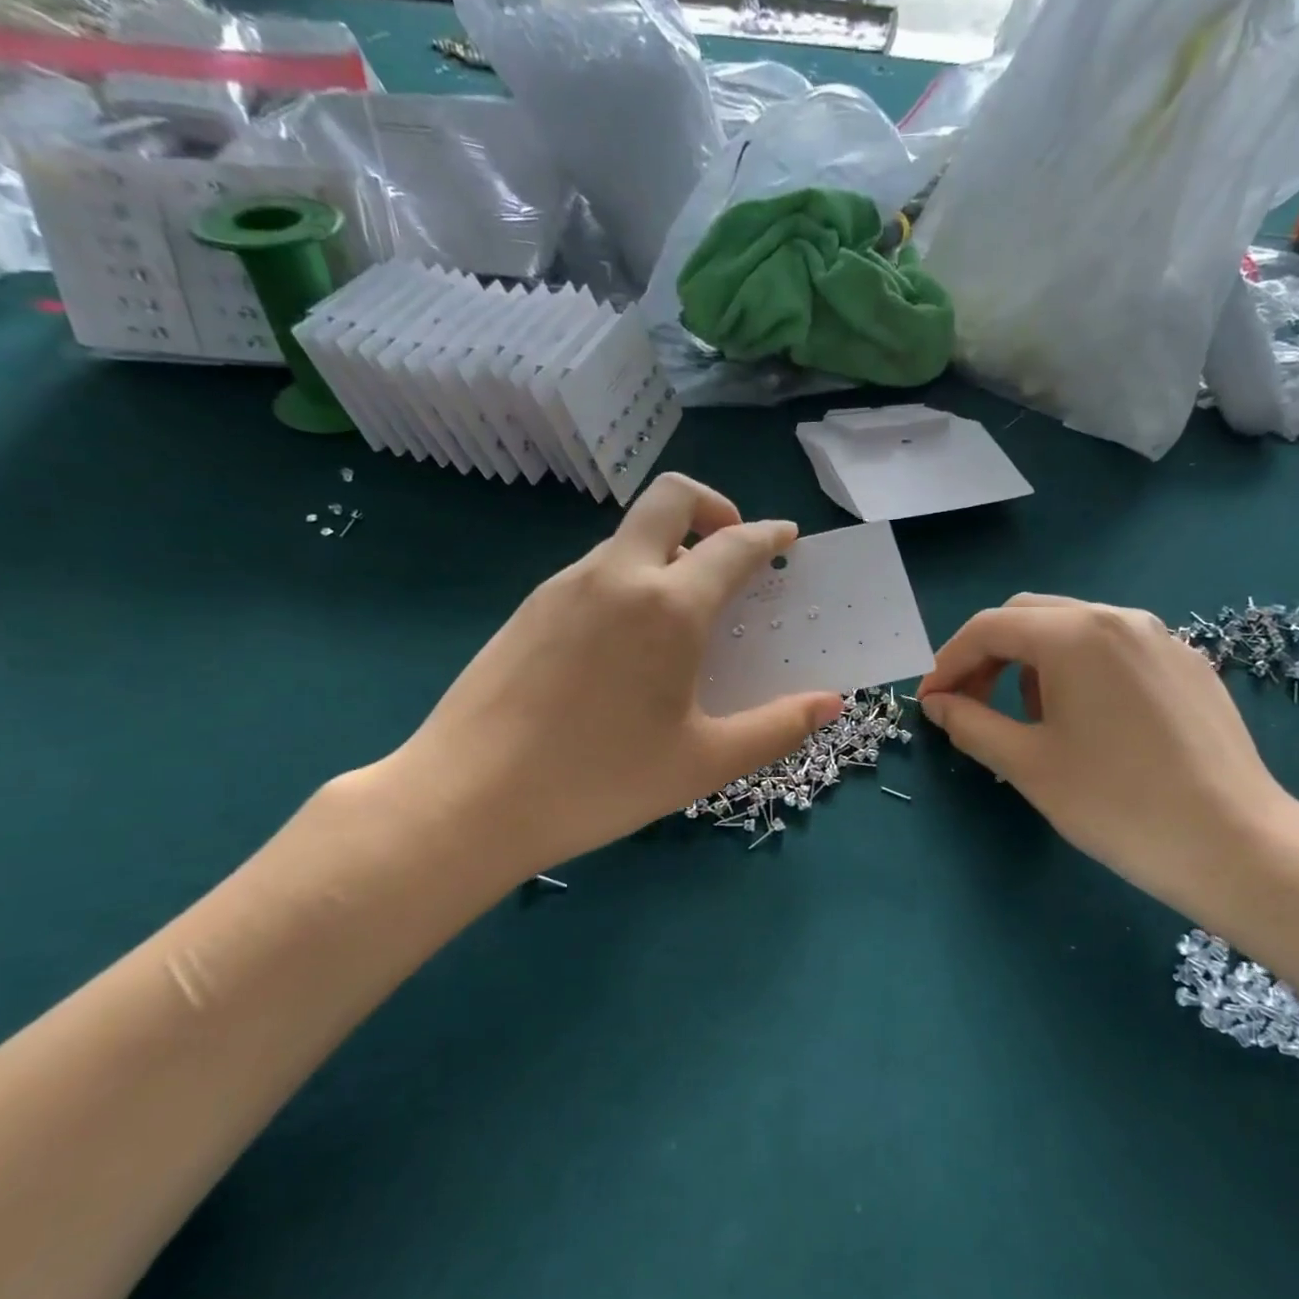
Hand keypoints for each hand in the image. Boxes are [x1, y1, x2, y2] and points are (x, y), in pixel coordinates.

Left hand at [380, 475, 843, 889]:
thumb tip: (831, 703)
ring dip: (668, 550)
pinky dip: (629, 579)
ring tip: (683, 613)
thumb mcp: (704, 762)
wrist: (468, 799)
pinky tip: (627, 644)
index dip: (768, 536)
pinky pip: (595, 571)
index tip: (786, 539)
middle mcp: (616, 576)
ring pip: (628, 537)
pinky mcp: (529, 608)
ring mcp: (563, 586)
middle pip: (670, 498)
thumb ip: (777, 727)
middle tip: (731, 549)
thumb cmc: (600, 781)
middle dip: (713, 506)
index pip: (733, 545)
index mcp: (668, 606)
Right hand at [917, 595, 1298, 919]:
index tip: (929, 703)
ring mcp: (1161, 637)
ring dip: (1032, 661)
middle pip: (1029, 616)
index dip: (948, 662)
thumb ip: (970, 723)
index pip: (989, 628)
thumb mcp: (1028, 765)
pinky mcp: (1188, 664)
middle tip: (967, 703)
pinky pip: (1114, 649)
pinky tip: (1085, 720)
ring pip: (1073, 629)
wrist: (1235, 845)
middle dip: (987, 655)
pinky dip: (1077, 669)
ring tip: (1028, 718)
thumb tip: (938, 704)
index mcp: (1075, 634)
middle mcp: (1119, 617)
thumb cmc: (1117, 804)